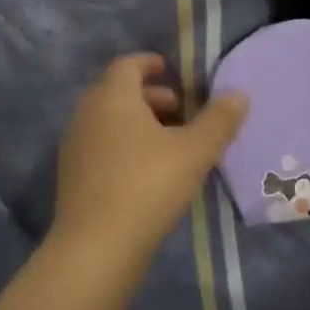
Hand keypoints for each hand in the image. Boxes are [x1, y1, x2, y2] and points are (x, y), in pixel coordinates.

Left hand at [51, 54, 248, 267]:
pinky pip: (99, 146)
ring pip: (107, 121)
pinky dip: (122, 145)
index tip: (171, 70)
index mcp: (112, 98)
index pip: (127, 65)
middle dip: (149, 96)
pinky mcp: (72, 176)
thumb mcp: (194, 152)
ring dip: (136, 123)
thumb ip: (219, 121)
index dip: (150, 63)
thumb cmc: (148, 186)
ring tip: (168, 144)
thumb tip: (238, 94)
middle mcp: (86, 114)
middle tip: (180, 111)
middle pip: (116, 92)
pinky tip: (146, 172)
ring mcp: (74, 146)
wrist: (97, 246)